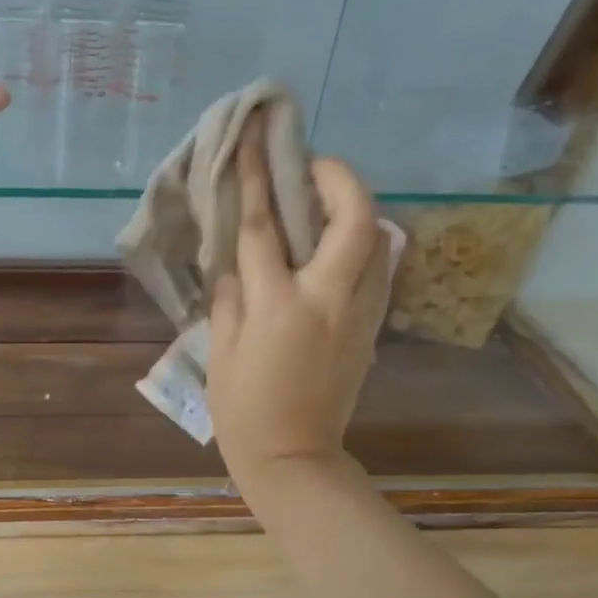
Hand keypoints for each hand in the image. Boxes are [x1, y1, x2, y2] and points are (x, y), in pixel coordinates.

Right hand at [207, 117, 392, 497]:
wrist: (293, 457)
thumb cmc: (243, 410)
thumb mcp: (219, 354)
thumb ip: (229, 301)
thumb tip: (237, 269)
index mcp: (278, 306)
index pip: (264, 228)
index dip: (258, 178)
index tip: (257, 139)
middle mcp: (327, 299)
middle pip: (353, 218)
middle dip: (339, 178)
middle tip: (314, 168)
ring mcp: (358, 313)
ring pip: (379, 241)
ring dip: (356, 210)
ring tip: (326, 206)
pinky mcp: (371, 330)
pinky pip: (377, 273)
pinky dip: (363, 248)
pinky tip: (336, 253)